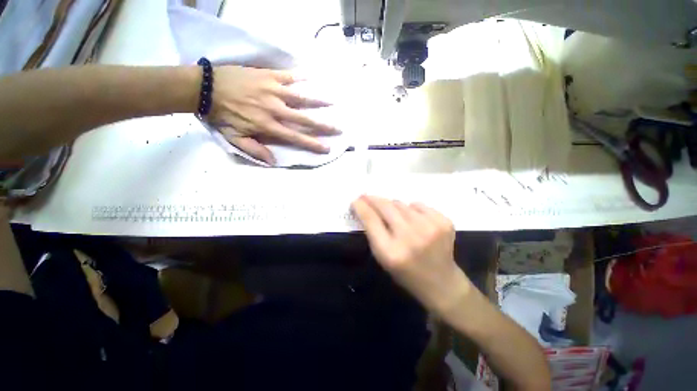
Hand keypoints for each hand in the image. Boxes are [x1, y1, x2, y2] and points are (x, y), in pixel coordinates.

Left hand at [209, 66, 338, 164]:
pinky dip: (299, 77)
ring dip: (317, 101)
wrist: (205, 88)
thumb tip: (274, 161)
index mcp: (269, 126)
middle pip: (304, 119)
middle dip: (323, 125)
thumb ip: (255, 150)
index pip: (296, 137)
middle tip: (338, 128)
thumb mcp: (235, 138)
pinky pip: (287, 76)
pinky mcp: (267, 76)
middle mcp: (276, 109)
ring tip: (332, 103)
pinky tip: (310, 78)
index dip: (312, 144)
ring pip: (300, 97)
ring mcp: (273, 91)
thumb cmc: (222, 115)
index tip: (326, 148)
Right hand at [351, 195, 471, 315]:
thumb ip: (373, 232)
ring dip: (394, 207)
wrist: (442, 283)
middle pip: (386, 207)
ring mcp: (430, 228)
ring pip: (402, 204)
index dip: (361, 207)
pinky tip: (415, 221)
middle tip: (367, 197)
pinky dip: (412, 209)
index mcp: (391, 252)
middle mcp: (410, 237)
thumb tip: (366, 206)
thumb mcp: (383, 257)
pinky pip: (419, 205)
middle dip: (374, 200)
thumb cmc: (406, 273)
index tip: (356, 200)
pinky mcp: (444, 222)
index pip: (371, 220)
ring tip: (396, 217)